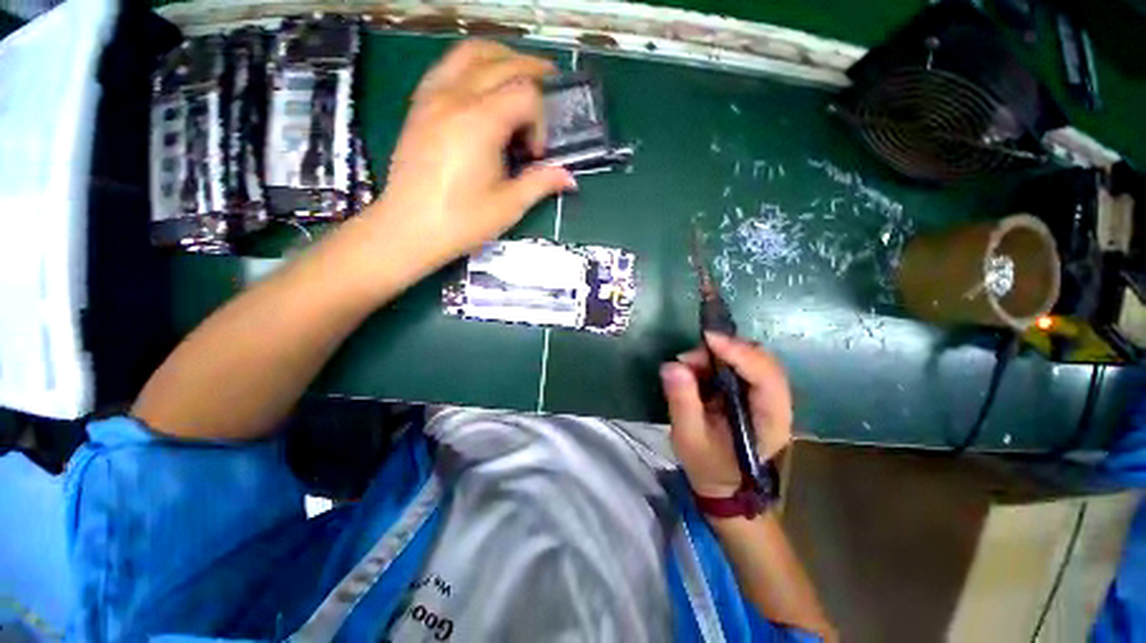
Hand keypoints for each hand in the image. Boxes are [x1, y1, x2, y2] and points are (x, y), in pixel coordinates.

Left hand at [367, 39, 575, 266]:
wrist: (408, 229)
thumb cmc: (461, 221)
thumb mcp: (508, 206)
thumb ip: (541, 184)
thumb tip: (569, 178)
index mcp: (481, 122)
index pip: (525, 95)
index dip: (540, 122)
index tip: (536, 155)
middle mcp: (456, 97)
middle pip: (502, 62)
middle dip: (531, 72)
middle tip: (550, 83)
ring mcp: (432, 97)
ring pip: (470, 53)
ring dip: (500, 57)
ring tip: (518, 75)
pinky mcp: (419, 106)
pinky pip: (447, 67)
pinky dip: (471, 66)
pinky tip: (480, 87)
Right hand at [660, 333, 793, 498]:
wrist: (722, 483)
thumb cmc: (708, 465)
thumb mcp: (689, 437)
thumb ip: (682, 402)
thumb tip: (673, 366)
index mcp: (770, 420)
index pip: (766, 377)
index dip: (739, 353)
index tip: (708, 339)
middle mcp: (777, 403)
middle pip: (762, 361)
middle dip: (726, 350)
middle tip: (689, 358)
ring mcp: (767, 395)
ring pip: (752, 357)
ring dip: (719, 353)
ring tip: (689, 365)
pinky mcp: (753, 390)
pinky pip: (741, 363)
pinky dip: (718, 359)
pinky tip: (698, 368)